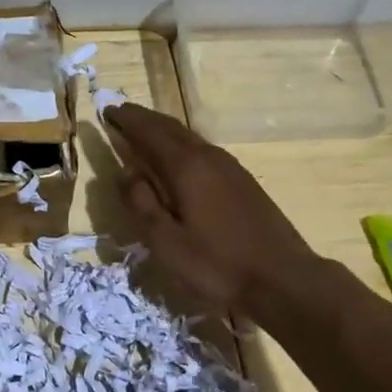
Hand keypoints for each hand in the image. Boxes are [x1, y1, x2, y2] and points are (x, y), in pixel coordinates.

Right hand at [104, 102, 315, 316]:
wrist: (284, 280)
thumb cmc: (218, 265)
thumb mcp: (166, 243)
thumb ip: (141, 204)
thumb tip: (124, 172)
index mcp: (186, 167)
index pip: (149, 132)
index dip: (127, 120)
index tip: (107, 110)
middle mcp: (208, 157)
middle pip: (171, 128)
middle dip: (144, 120)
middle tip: (122, 114)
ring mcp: (230, 168)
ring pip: (189, 137)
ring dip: (164, 130)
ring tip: (144, 132)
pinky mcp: (243, 181)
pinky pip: (203, 150)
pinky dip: (182, 145)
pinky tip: (179, 159)